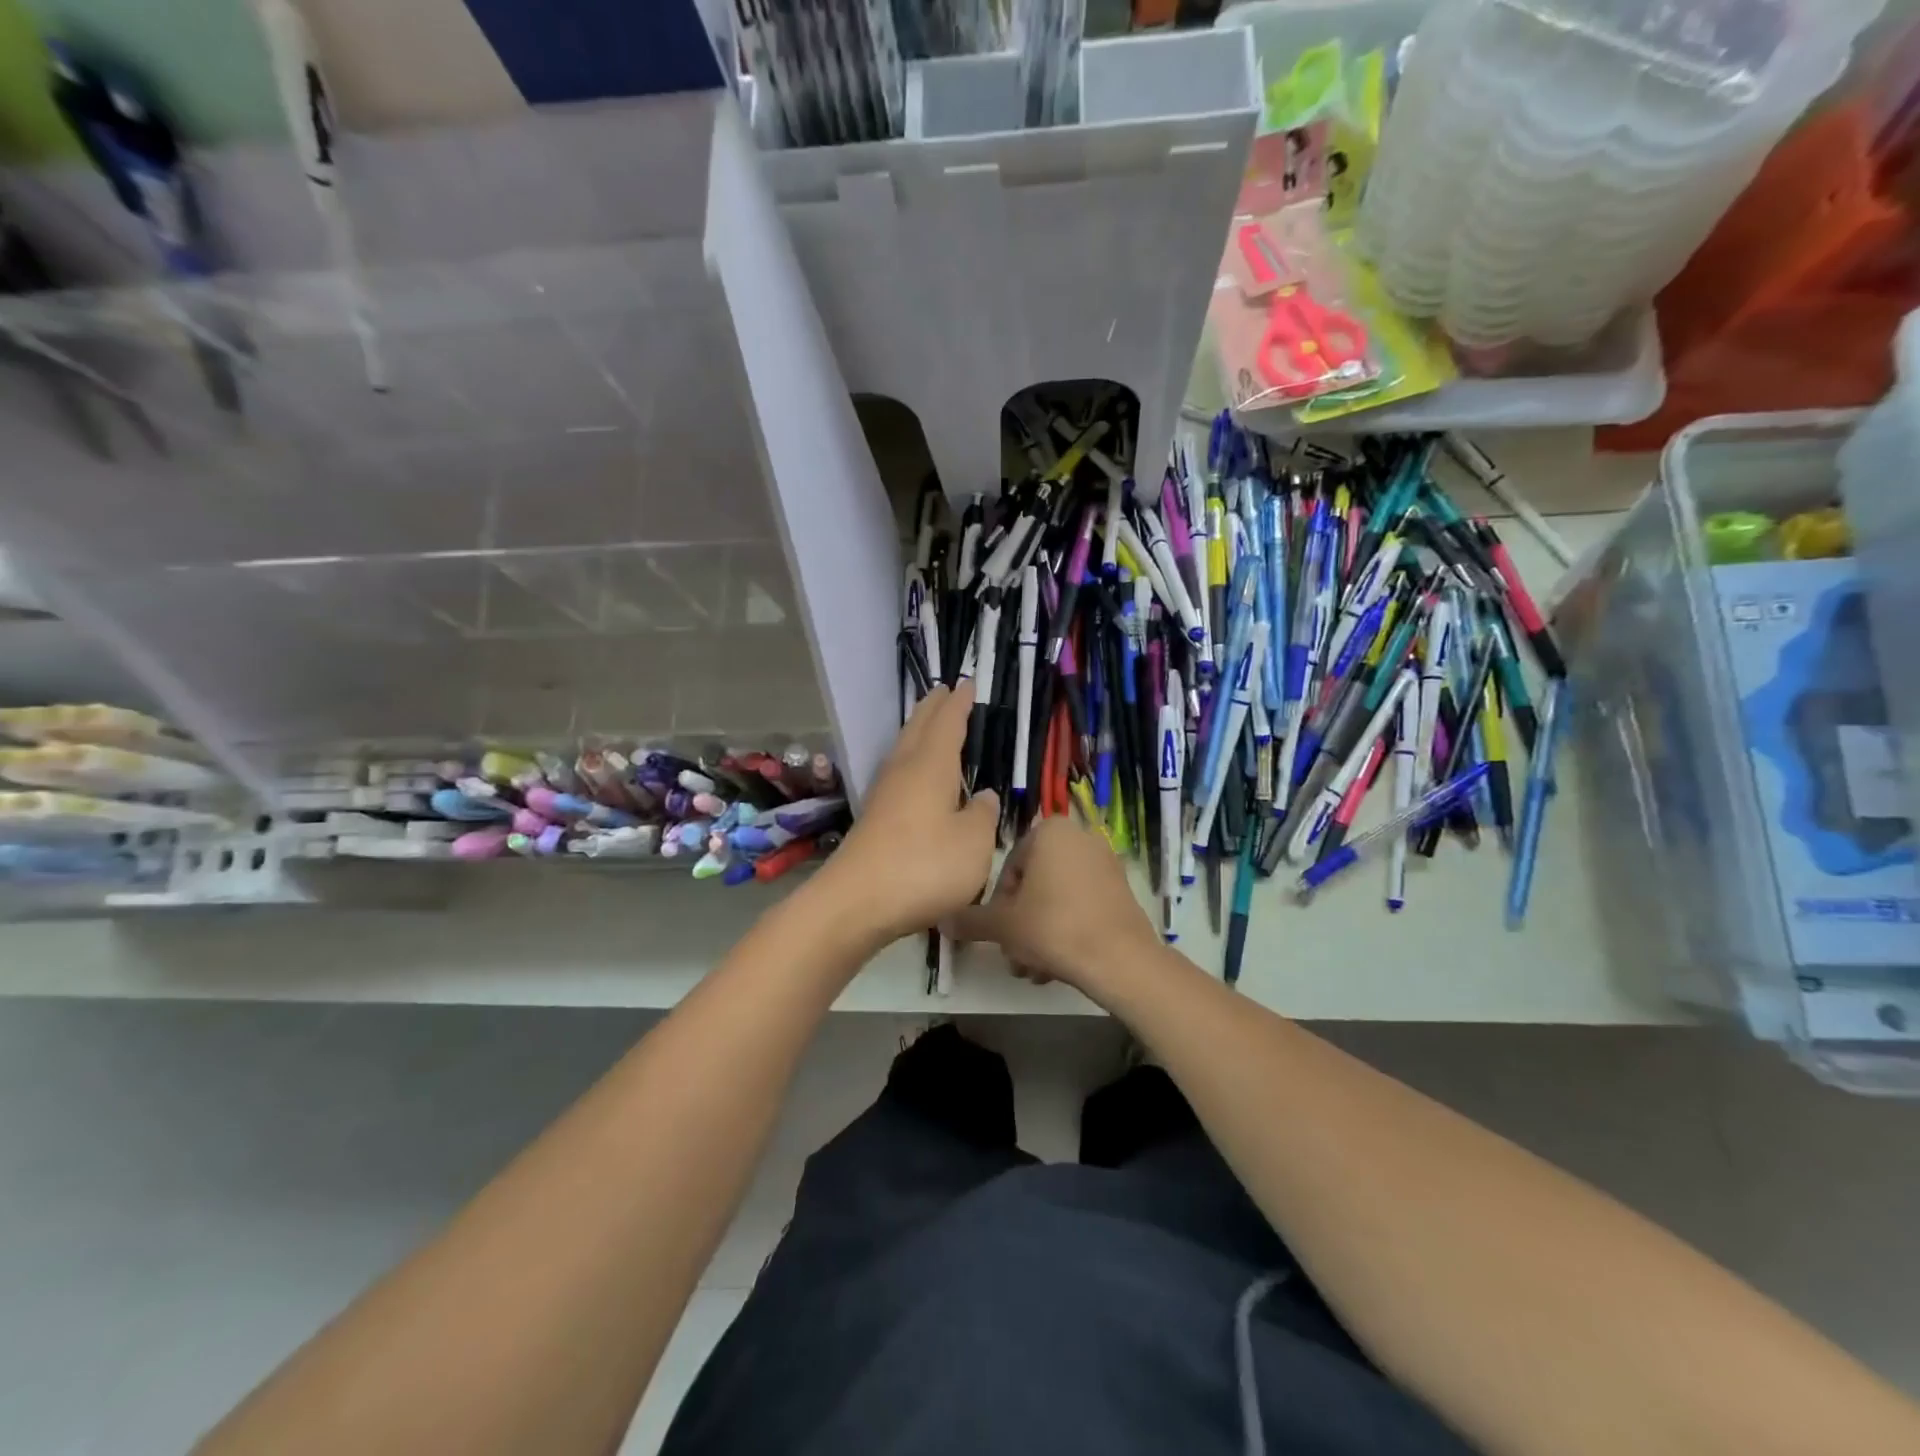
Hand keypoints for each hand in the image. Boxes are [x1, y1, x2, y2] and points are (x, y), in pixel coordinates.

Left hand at [810, 685, 999, 948]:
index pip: (948, 722)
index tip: (967, 684)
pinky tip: (916, 776)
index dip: (959, 703)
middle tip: (946, 691)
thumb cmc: (924, 867)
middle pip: (918, 728)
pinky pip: (898, 772)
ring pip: (904, 748)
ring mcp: (884, 793)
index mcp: (931, 765)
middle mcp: (904, 770)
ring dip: (919, 731)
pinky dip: (912, 760)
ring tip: (932, 724)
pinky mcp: (874, 817)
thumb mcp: (974, 843)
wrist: (856, 902)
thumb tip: (984, 795)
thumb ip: (984, 815)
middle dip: (934, 708)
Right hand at [944, 816, 1162, 1000]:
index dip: (999, 904)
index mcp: (1050, 832)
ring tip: (1034, 969)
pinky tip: (1058, 965)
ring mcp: (1105, 863)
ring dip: (1040, 932)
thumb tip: (944, 920)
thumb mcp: (1002, 925)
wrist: (1120, 959)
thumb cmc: (1053, 928)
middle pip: (1034, 884)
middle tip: (1015, 957)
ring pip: (1057, 898)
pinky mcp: (1121, 889)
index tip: (1000, 933)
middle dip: (1021, 923)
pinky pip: (1082, 904)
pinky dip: (1067, 928)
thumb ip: (970, 920)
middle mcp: (1080, 837)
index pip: (1009, 867)